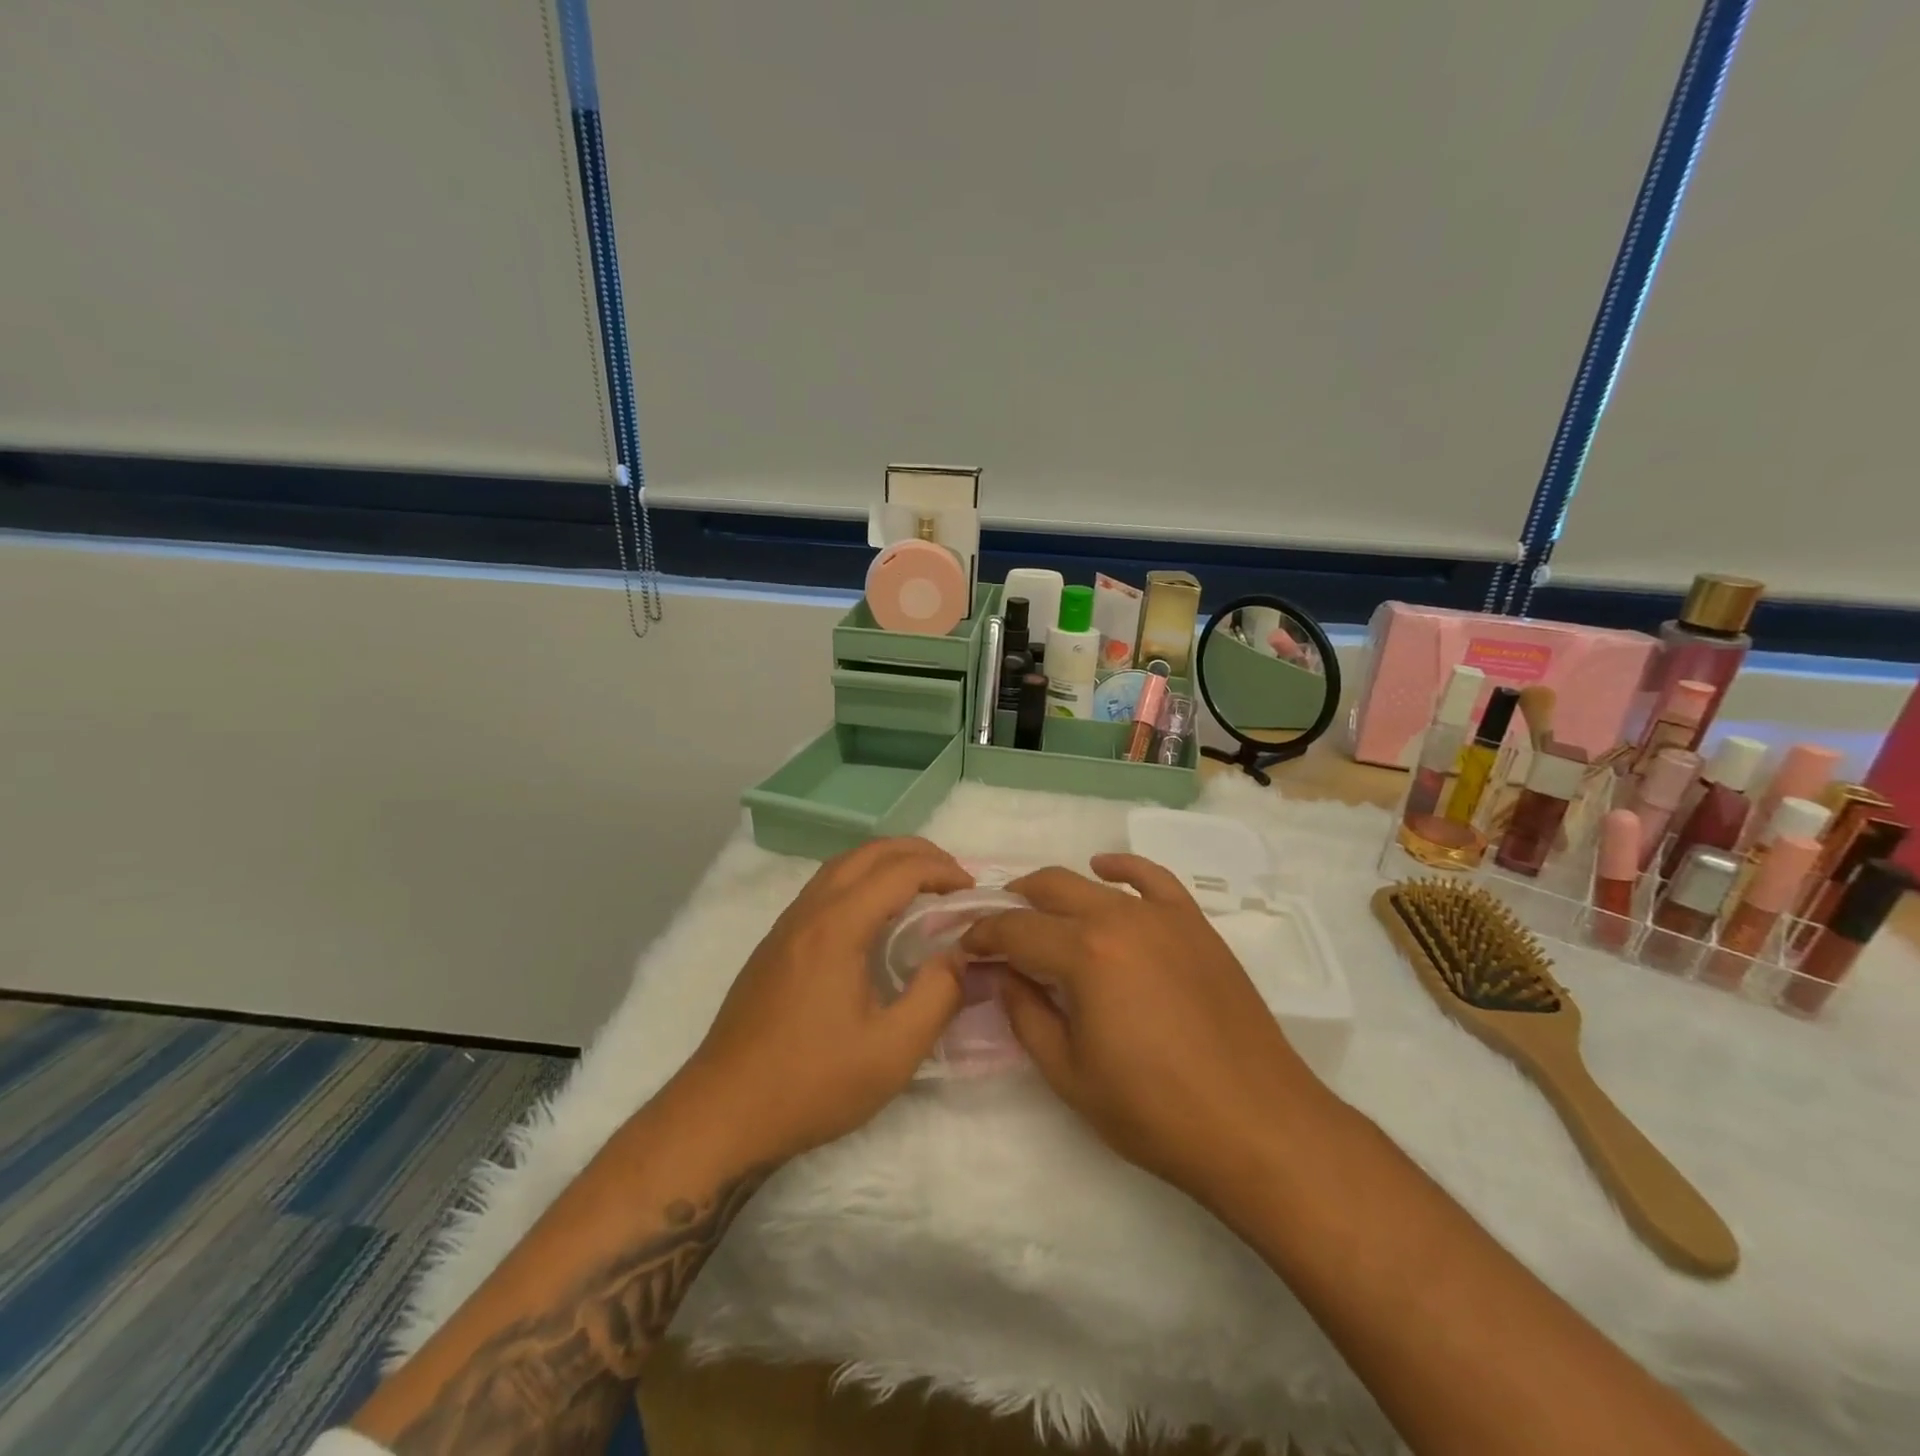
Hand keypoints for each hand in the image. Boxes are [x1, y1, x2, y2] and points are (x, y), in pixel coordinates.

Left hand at [677, 837, 972, 1163]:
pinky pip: (824, 888)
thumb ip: (938, 996)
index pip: (899, 871)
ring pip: (841, 866)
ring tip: (921, 886)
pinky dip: (860, 880)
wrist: (722, 1112)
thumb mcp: (891, 1051)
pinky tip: (874, 916)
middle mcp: (809, 912)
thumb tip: (962, 955)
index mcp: (837, 927)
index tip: (973, 893)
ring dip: (886, 862)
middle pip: (867, 853)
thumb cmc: (810, 1083)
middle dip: (917, 853)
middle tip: (954, 878)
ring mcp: (786, 925)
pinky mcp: (775, 944)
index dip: (942, 872)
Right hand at [963, 854, 1323, 1205]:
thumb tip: (1000, 973)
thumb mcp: (1068, 1072)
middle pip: (1049, 889)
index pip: (1015, 929)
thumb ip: (1025, 1013)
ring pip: (1094, 883)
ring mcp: (1162, 916)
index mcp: (1084, 954)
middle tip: (996, 932)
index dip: (982, 935)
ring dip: (1057, 891)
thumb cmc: (1154, 1111)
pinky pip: (1153, 878)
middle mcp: (1119, 917)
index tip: (966, 949)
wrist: (1256, 1125)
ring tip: (1038, 910)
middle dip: (1013, 904)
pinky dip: (1122, 868)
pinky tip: (1104, 870)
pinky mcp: (1195, 925)